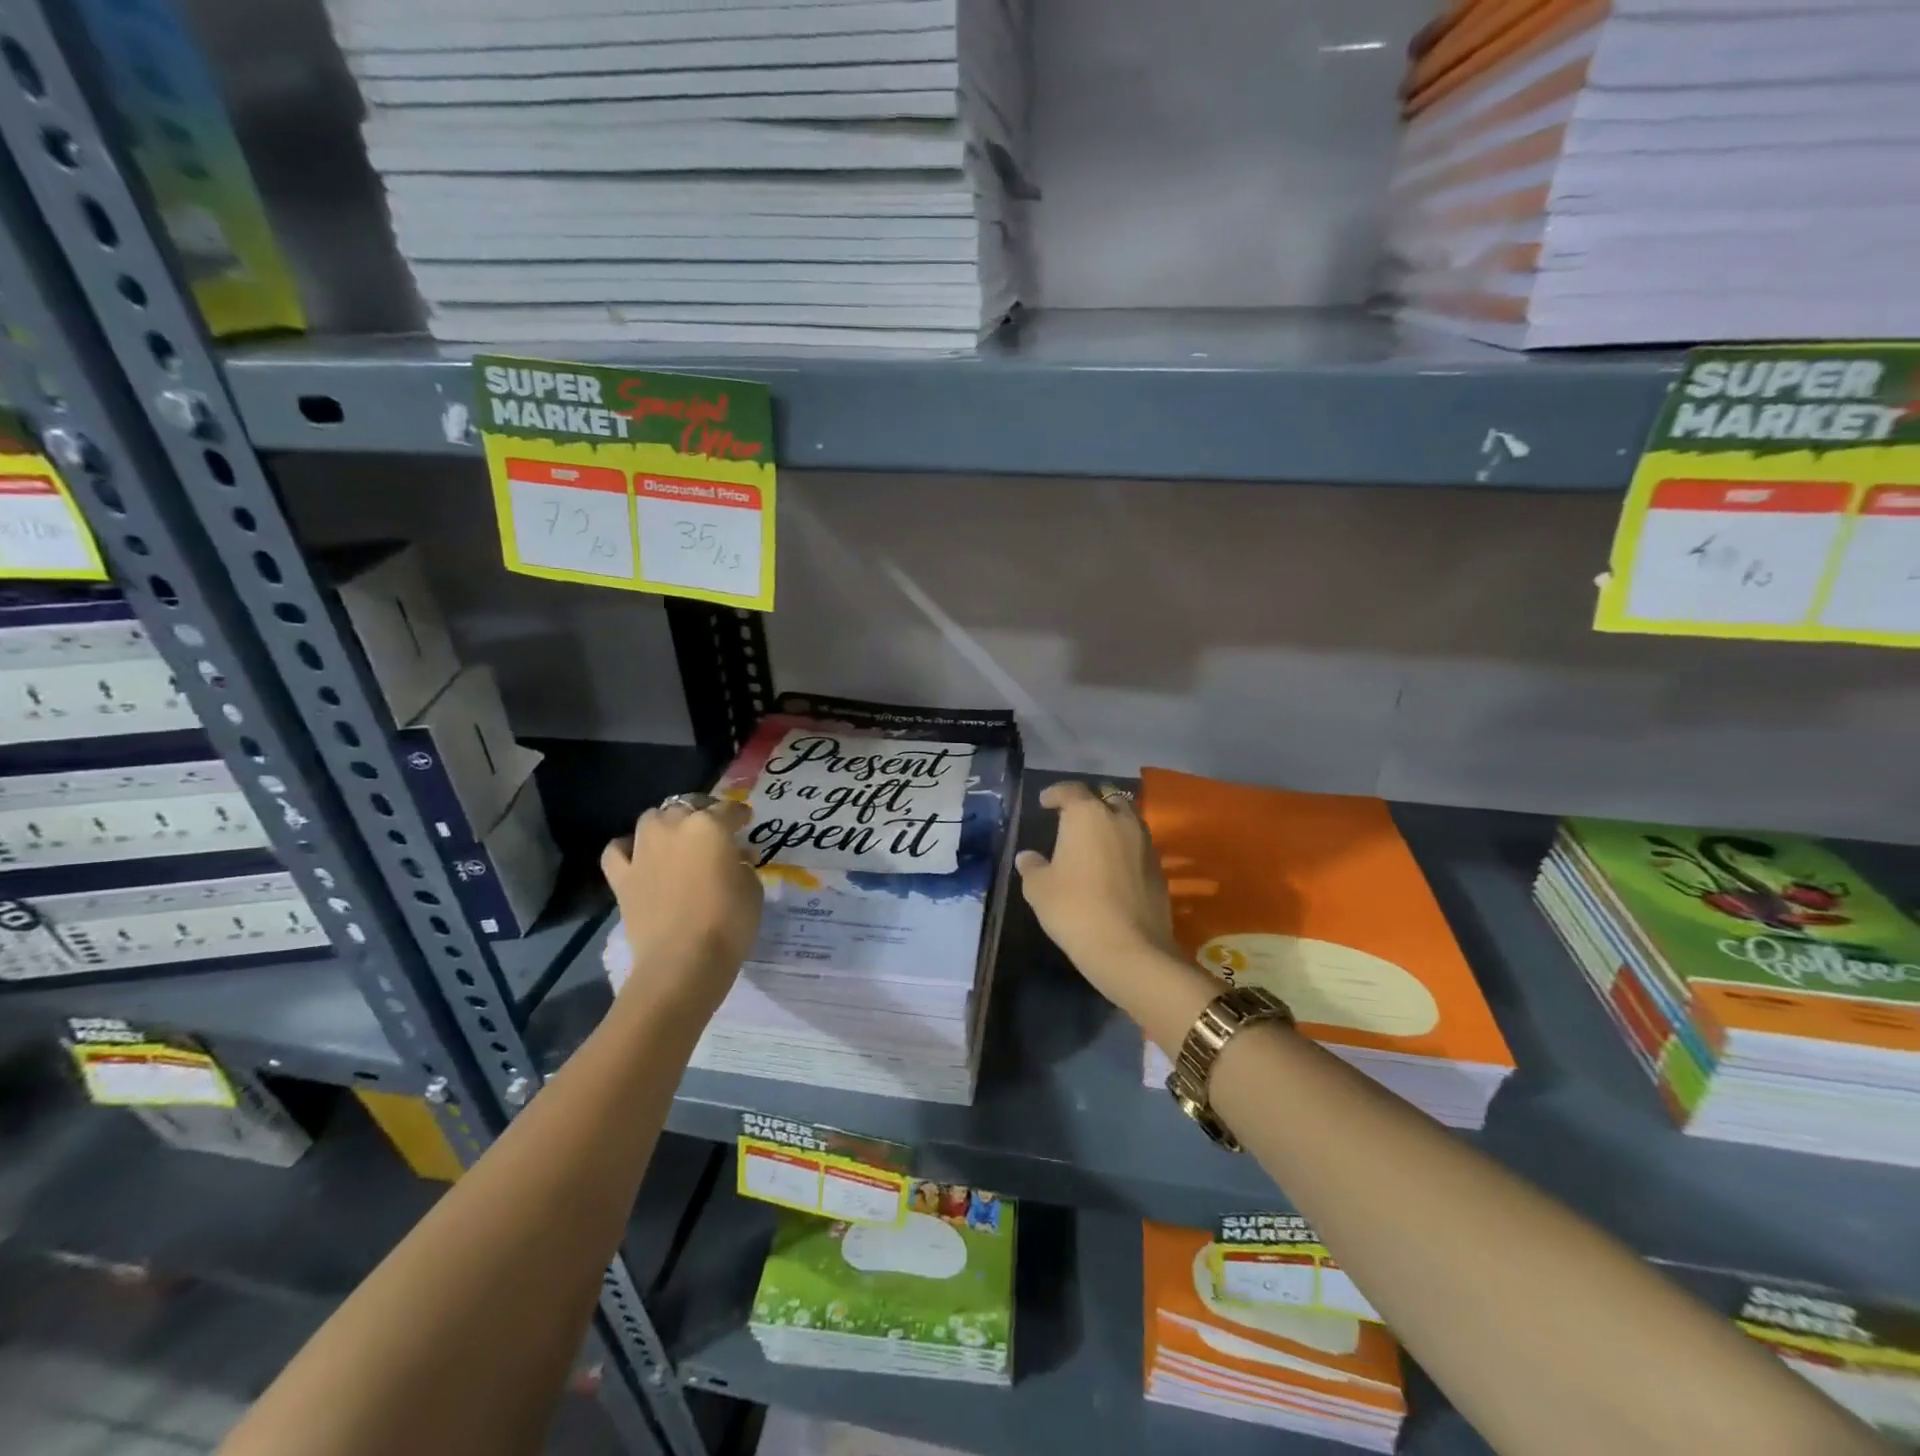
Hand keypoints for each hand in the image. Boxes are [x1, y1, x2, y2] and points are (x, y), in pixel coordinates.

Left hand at [601, 798, 762, 1011]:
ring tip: (677, 841)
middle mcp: (673, 827)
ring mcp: (643, 850)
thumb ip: (742, 864)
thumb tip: (736, 858)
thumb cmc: (729, 921)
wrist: (684, 961)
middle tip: (713, 833)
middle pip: (687, 806)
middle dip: (701, 814)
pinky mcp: (622, 877)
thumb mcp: (752, 888)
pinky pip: (617, 850)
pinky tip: (639, 857)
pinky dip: (627, 848)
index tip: (746, 821)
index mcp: (710, 826)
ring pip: (651, 819)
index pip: (729, 809)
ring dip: (666, 825)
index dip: (740, 814)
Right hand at [1016, 781, 1177, 991]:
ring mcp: (1145, 843)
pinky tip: (1112, 869)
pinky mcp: (1160, 869)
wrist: (1130, 949)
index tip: (1045, 802)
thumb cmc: (1075, 909)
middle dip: (1090, 804)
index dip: (1056, 793)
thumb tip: (1027, 857)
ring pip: (1127, 821)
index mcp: (1087, 815)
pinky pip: (1138, 847)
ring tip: (1094, 843)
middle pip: (1106, 798)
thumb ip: (1032, 867)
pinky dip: (1125, 850)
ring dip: (1111, 826)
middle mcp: (1120, 820)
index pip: (1071, 790)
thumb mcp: (1039, 889)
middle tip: (1073, 820)